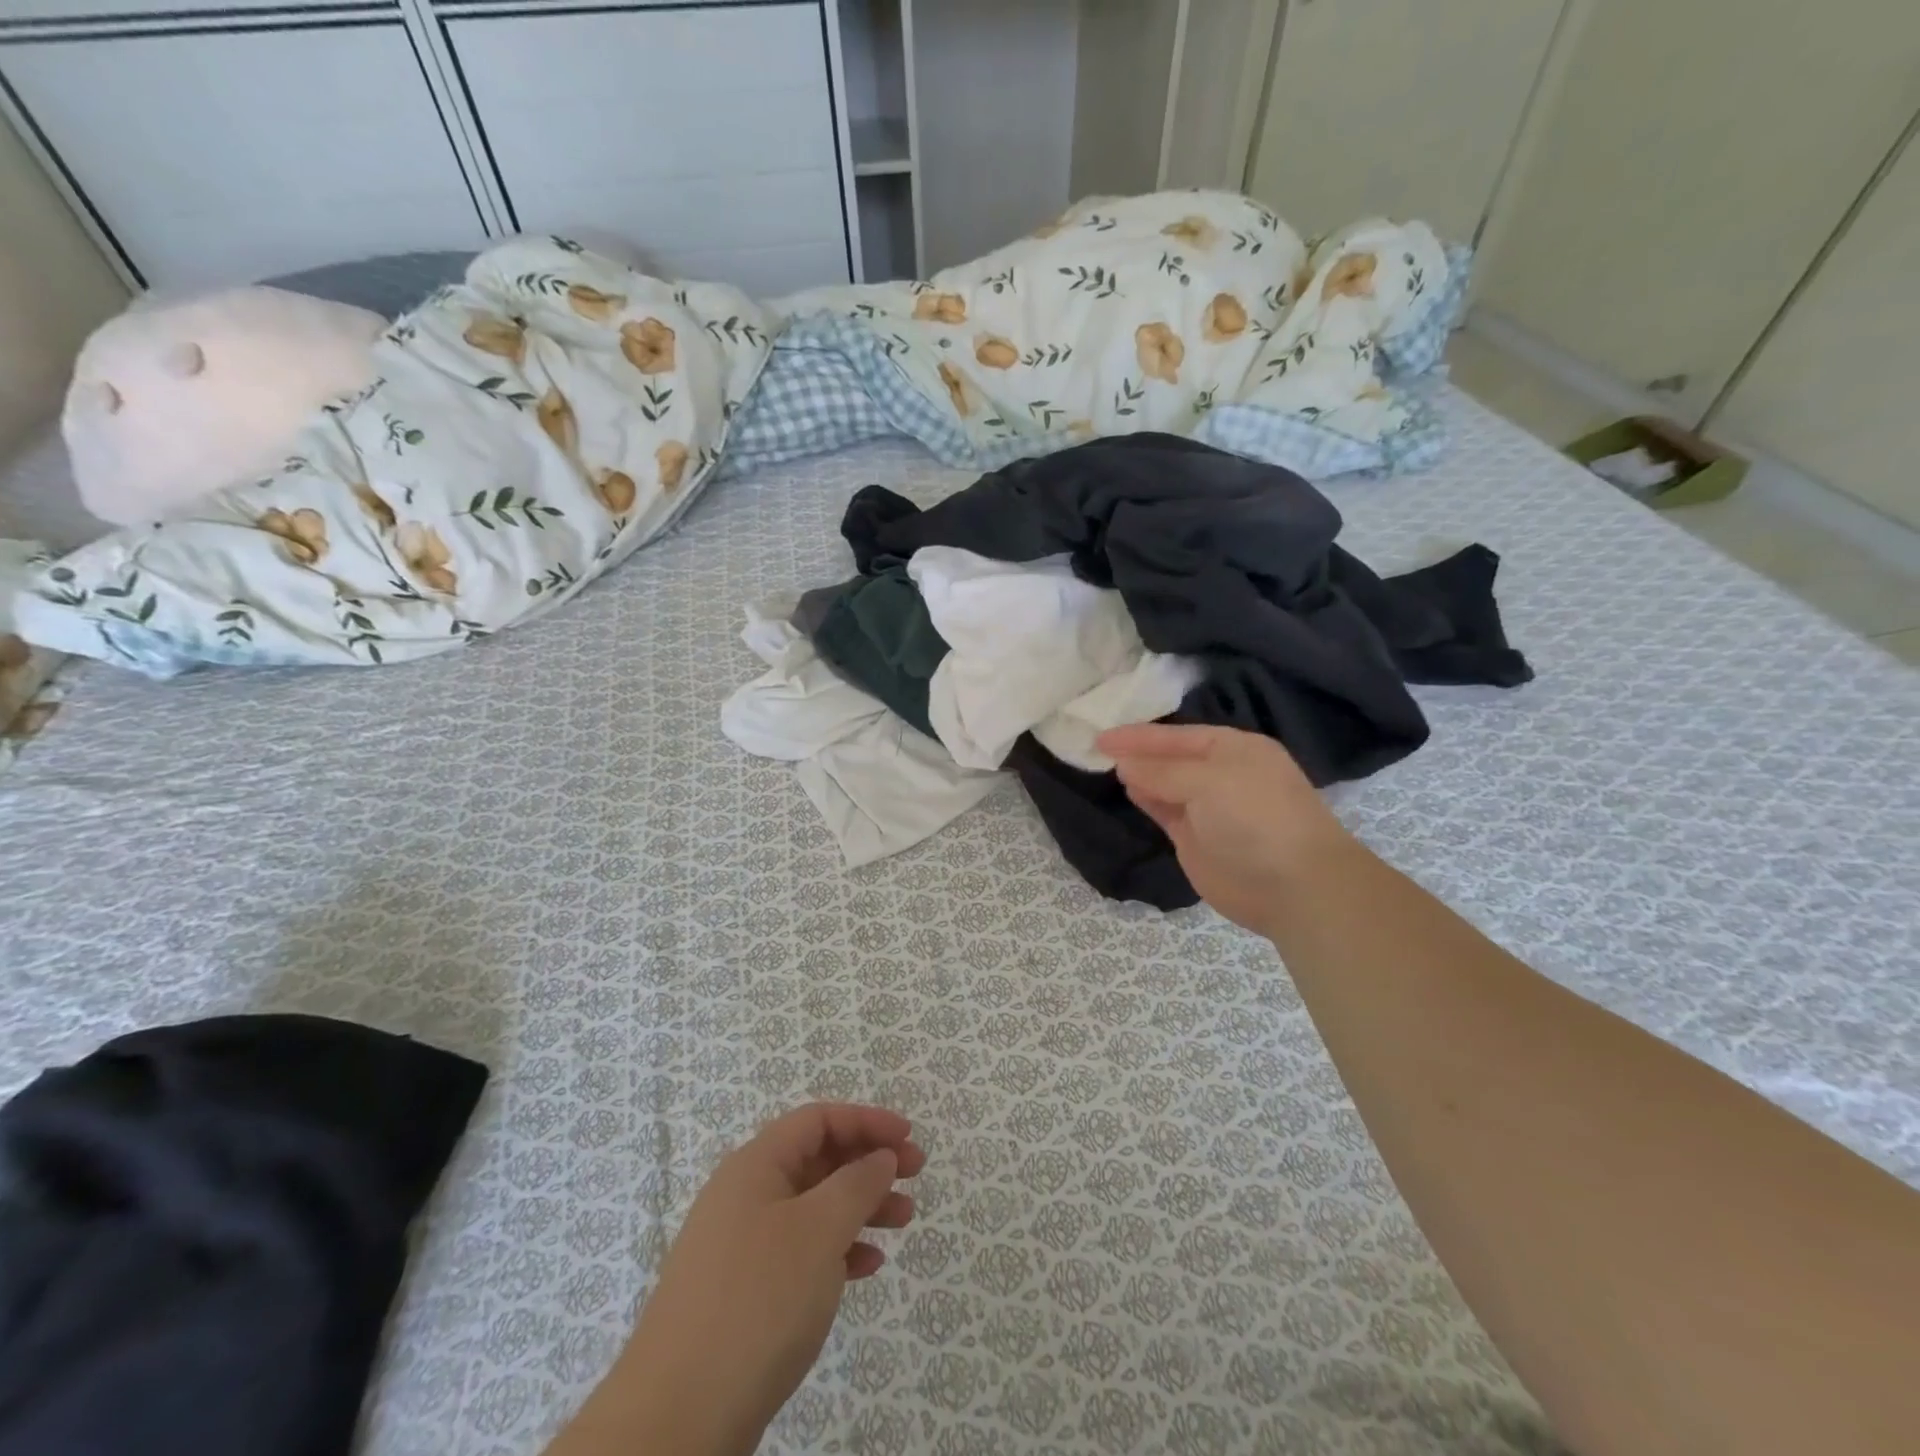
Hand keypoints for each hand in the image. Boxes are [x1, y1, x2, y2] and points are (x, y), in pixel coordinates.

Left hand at [551, 1104, 923, 1455]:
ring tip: (903, 1220)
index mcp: (755, 1165)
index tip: (908, 1136)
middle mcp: (745, 1194)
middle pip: (817, 1159)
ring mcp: (740, 1244)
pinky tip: (867, 1267)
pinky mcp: (742, 1291)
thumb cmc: (757, 1300)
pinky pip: (800, 1250)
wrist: (678, 1417)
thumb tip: (880, 1156)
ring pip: (812, 1206)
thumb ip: (857, 1183)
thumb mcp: (819, 1230)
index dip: (866, 1120)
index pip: (818, 1119)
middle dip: (869, 1162)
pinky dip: (837, 1249)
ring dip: (860, 1206)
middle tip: (916, 1175)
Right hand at [1097, 722, 1352, 933]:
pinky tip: (1128, 790)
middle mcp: (1221, 774)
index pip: (1178, 735)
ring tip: (1105, 766)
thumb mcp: (1208, 782)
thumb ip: (1162, 771)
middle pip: (1170, 758)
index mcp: (1234, 749)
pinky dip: (1146, 799)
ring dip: (1139, 775)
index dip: (1139, 735)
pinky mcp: (1196, 838)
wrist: (1292, 887)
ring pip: (1165, 784)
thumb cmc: (1256, 819)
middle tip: (1097, 749)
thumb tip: (1123, 764)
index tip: (1102, 736)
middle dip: (1138, 752)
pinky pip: (1165, 810)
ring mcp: (1208, 808)